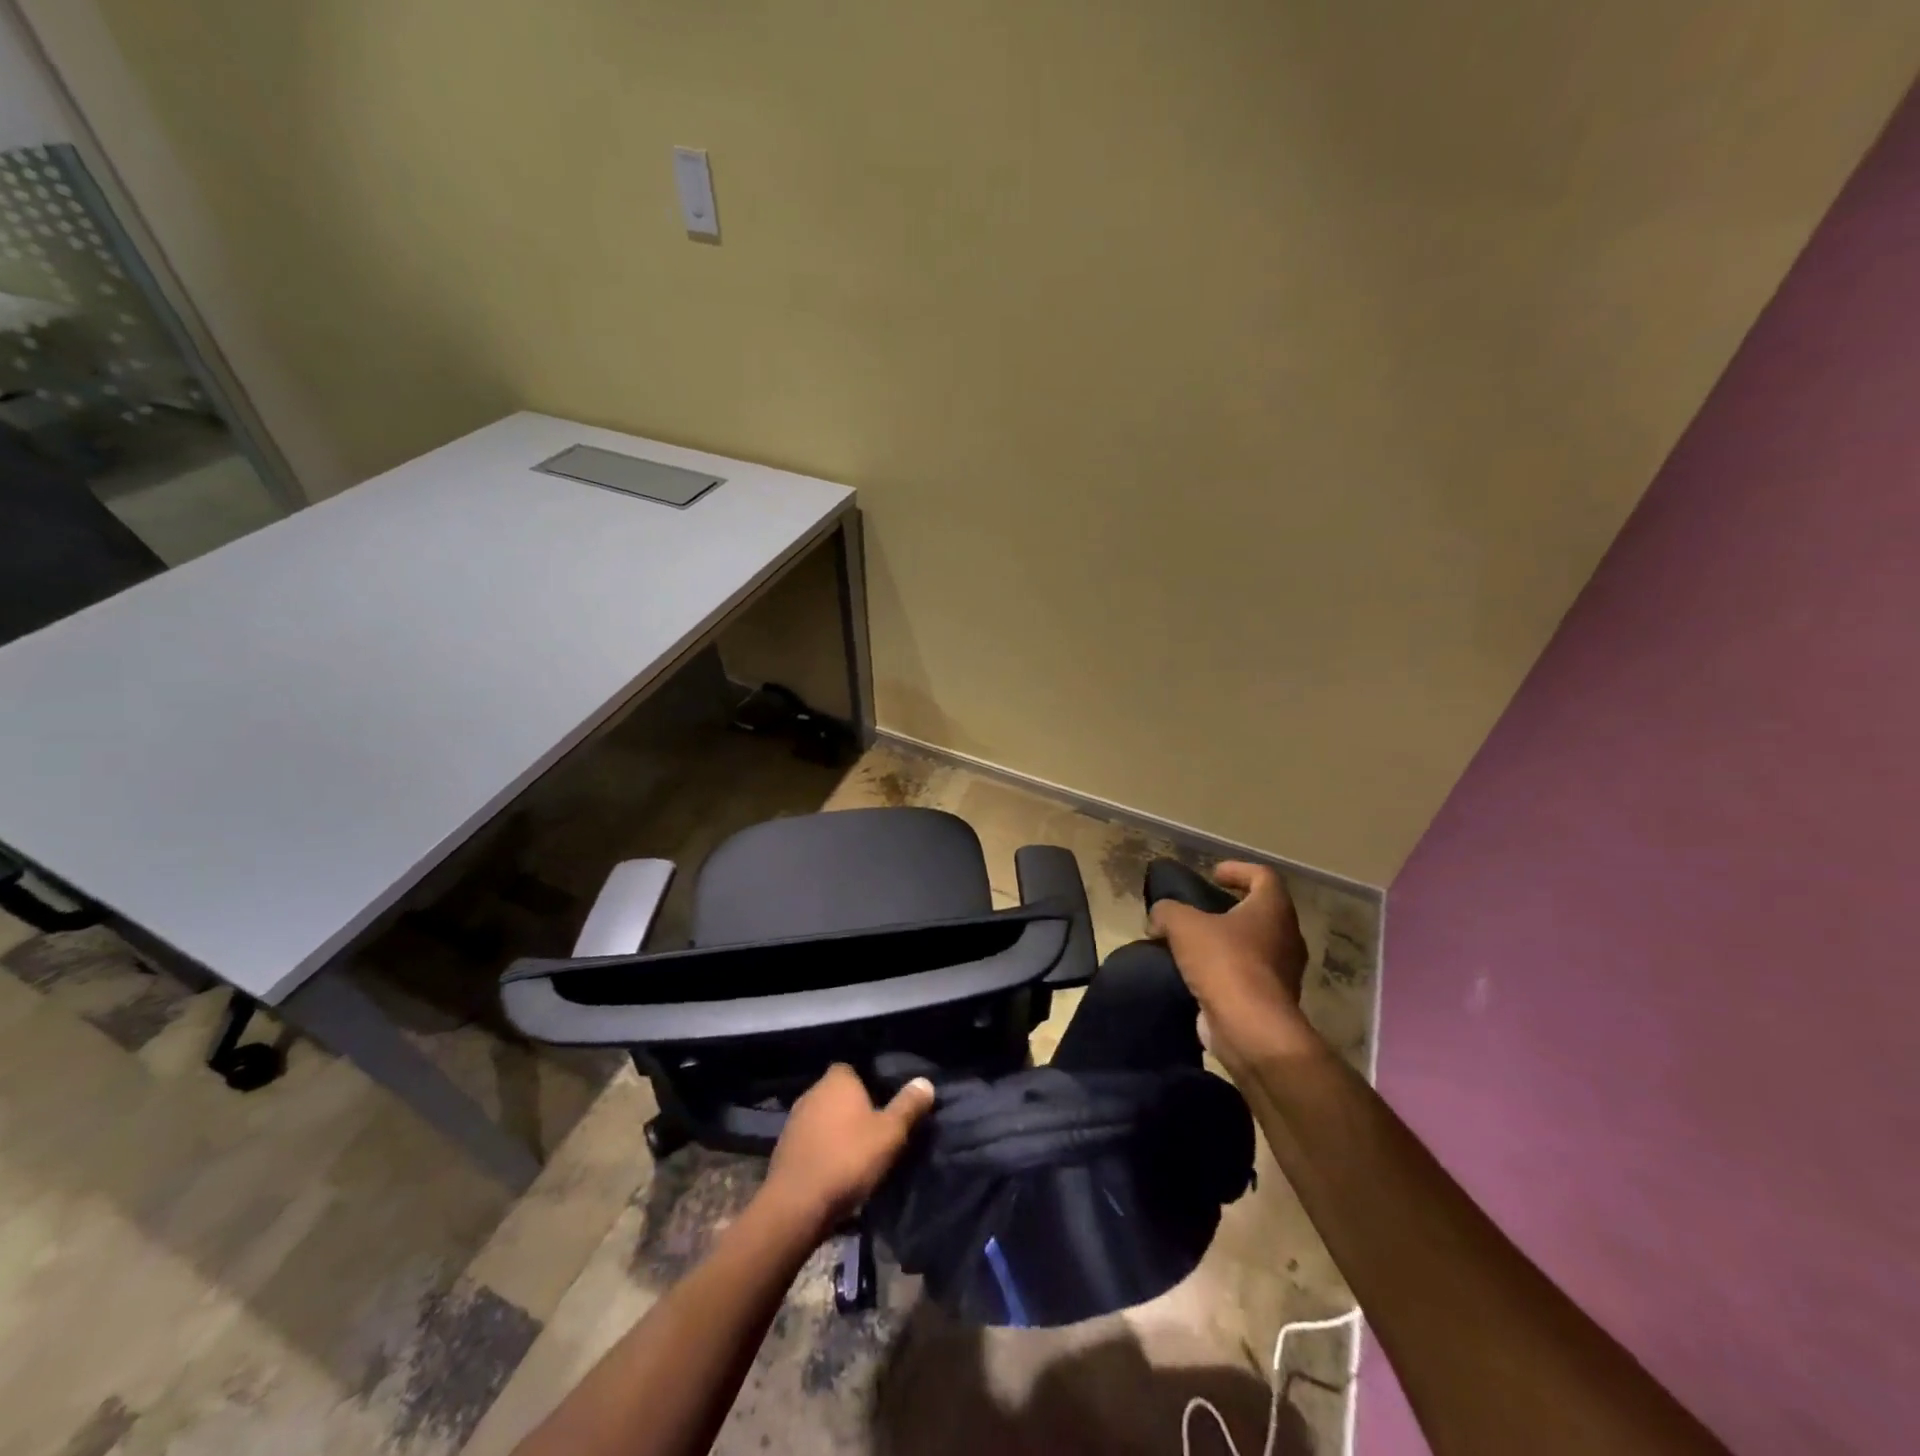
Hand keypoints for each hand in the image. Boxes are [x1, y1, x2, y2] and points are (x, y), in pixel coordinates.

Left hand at [761, 1064, 935, 1234]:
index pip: (853, 1069)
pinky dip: (822, 1151)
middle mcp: (812, 1092)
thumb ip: (908, 1106)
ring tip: (857, 1155)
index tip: (883, 1105)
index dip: (869, 1085)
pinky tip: (834, 1172)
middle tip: (875, 1132)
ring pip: (823, 1119)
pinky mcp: (783, 1149)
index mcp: (837, 1080)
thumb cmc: (848, 1159)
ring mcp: (794, 1121)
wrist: (796, 1205)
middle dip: (853, 1110)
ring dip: (837, 1132)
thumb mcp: (890, 1133)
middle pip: (838, 1095)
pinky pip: (811, 1142)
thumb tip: (925, 1082)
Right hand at [1149, 861, 1313, 1068]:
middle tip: (1201, 910)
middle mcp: (1286, 937)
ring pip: (1255, 946)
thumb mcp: (1183, 925)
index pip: (1263, 876)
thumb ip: (1167, 911)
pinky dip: (1225, 971)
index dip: (1237, 870)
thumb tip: (1158, 918)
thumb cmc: (1224, 963)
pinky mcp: (1272, 1001)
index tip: (1213, 875)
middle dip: (1231, 909)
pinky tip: (1197, 975)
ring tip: (1194, 944)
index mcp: (1273, 909)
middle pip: (1261, 912)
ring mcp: (1283, 972)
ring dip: (1227, 942)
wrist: (1250, 1029)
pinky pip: (1247, 975)